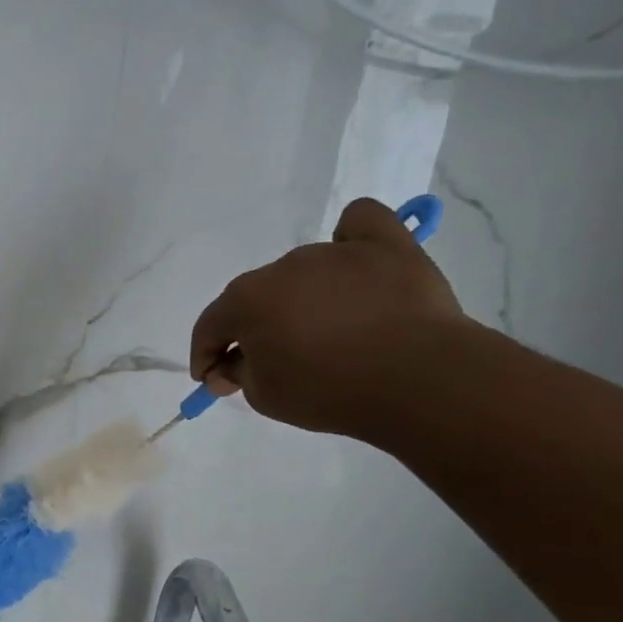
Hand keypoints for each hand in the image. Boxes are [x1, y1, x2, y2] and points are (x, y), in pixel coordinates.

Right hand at [190, 197, 470, 437]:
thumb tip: (234, 362)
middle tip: (272, 364)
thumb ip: (237, 374)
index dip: (205, 355)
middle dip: (254, 329)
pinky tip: (353, 264)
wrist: (417, 378)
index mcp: (246, 300)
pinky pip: (358, 225)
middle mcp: (283, 266)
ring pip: (301, 272)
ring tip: (327, 331)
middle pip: (255, 297)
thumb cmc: (328, 391)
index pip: (210, 325)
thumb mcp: (263, 397)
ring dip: (300, 298)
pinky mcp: (388, 244)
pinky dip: (350, 241)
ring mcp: (335, 250)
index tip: (214, 379)